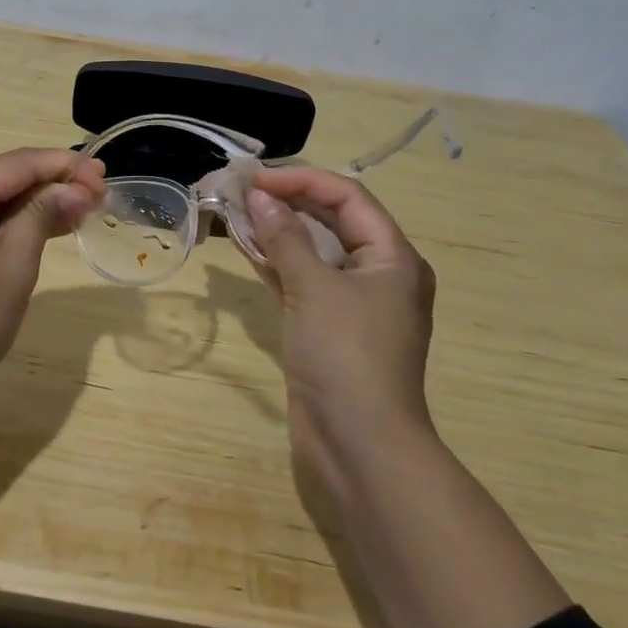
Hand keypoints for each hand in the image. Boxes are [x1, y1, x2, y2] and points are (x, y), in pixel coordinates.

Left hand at [0, 148, 106, 407]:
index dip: (63, 165)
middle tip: (97, 196)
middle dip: (49, 186)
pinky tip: (40, 227)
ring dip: (30, 206)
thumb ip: (44, 213)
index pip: (15, 164)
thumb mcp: (15, 264)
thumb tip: (75, 189)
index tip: (104, 174)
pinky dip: (3, 224)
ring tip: (78, 210)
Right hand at [243, 167, 437, 496]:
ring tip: (235, 211)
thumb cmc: (346, 355)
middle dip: (287, 202)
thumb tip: (258, 197)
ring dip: (278, 230)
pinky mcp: (329, 326)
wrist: (359, 446)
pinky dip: (277, 262)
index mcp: (392, 256)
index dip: (301, 180)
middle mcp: (378, 272)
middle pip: (331, 219)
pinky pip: (303, 280)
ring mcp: (353, 302)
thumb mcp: (314, 288)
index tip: (256, 180)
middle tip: (240, 191)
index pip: (347, 197)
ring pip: (314, 250)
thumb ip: (285, 237)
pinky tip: (246, 247)